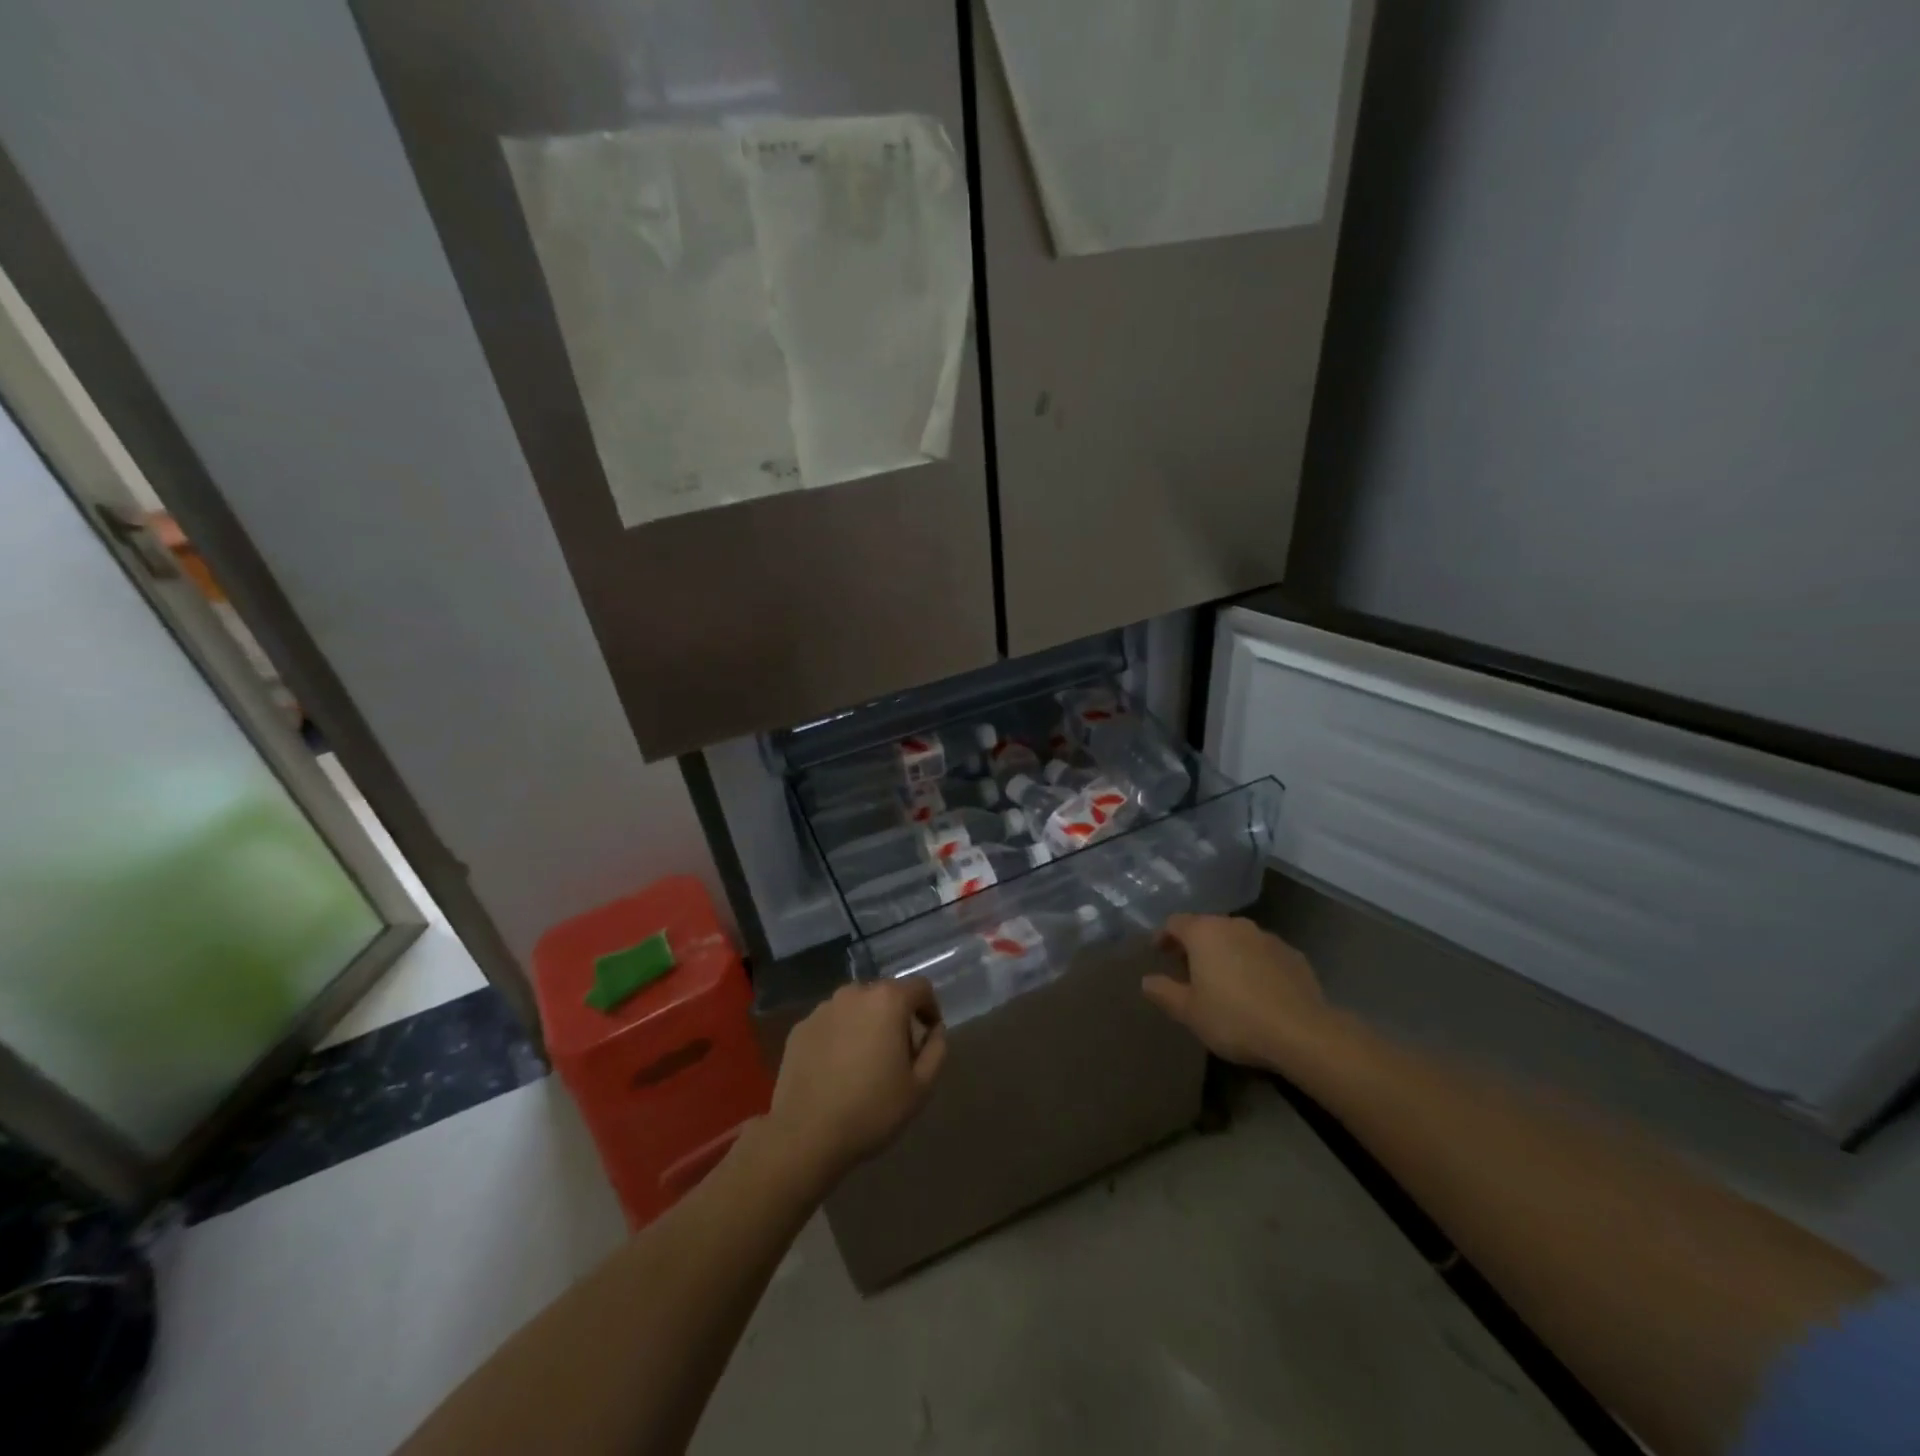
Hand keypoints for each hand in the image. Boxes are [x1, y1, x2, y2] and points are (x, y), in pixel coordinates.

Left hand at [768, 978, 946, 1187]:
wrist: (804, 1135)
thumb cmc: (871, 1110)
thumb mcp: (921, 1087)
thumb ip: (936, 1049)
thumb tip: (934, 1030)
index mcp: (887, 1001)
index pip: (920, 988)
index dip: (930, 1009)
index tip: (927, 1036)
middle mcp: (854, 993)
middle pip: (886, 994)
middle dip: (897, 1017)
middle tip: (898, 1054)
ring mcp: (823, 1009)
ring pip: (856, 1007)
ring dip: (867, 1024)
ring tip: (864, 1062)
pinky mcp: (800, 1028)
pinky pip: (831, 1024)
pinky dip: (840, 1036)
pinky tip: (836, 1070)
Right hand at [1142, 914, 1335, 1072]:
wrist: (1302, 1033)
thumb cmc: (1234, 1018)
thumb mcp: (1189, 1012)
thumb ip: (1164, 992)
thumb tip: (1147, 981)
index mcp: (1204, 932)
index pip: (1175, 922)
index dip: (1164, 936)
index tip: (1159, 953)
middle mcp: (1234, 925)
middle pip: (1207, 927)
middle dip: (1195, 944)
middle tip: (1188, 969)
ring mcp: (1267, 937)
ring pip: (1236, 938)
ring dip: (1225, 952)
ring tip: (1223, 979)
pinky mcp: (1293, 954)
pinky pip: (1262, 953)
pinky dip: (1252, 963)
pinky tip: (1255, 988)